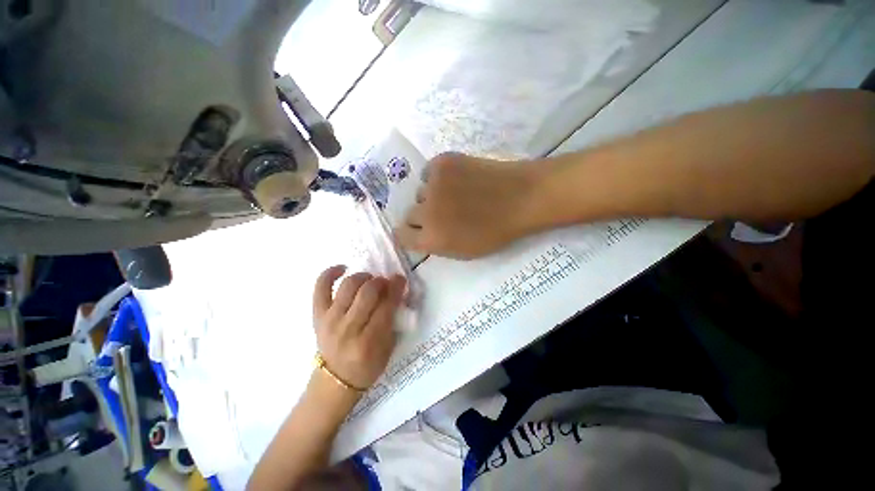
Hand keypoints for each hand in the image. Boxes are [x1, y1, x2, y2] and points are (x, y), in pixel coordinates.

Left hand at [312, 266, 406, 390]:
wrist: (335, 380)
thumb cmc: (367, 366)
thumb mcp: (388, 348)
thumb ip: (393, 319)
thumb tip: (396, 292)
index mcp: (369, 342)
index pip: (386, 306)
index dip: (396, 288)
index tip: (400, 279)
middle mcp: (348, 329)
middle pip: (367, 292)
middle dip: (381, 281)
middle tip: (385, 282)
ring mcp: (329, 321)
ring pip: (348, 286)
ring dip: (363, 276)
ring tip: (369, 279)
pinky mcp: (317, 315)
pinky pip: (321, 287)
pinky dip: (330, 273)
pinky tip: (343, 268)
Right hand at [395, 153, 541, 258]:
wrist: (520, 197)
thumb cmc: (496, 231)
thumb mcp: (463, 251)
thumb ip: (436, 244)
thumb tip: (420, 233)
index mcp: (431, 238)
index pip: (400, 235)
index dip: (410, 233)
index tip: (418, 231)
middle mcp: (425, 212)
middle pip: (409, 213)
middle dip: (422, 216)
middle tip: (441, 213)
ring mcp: (433, 184)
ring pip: (420, 192)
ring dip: (432, 196)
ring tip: (454, 194)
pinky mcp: (442, 162)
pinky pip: (428, 172)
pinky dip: (438, 177)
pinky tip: (456, 179)